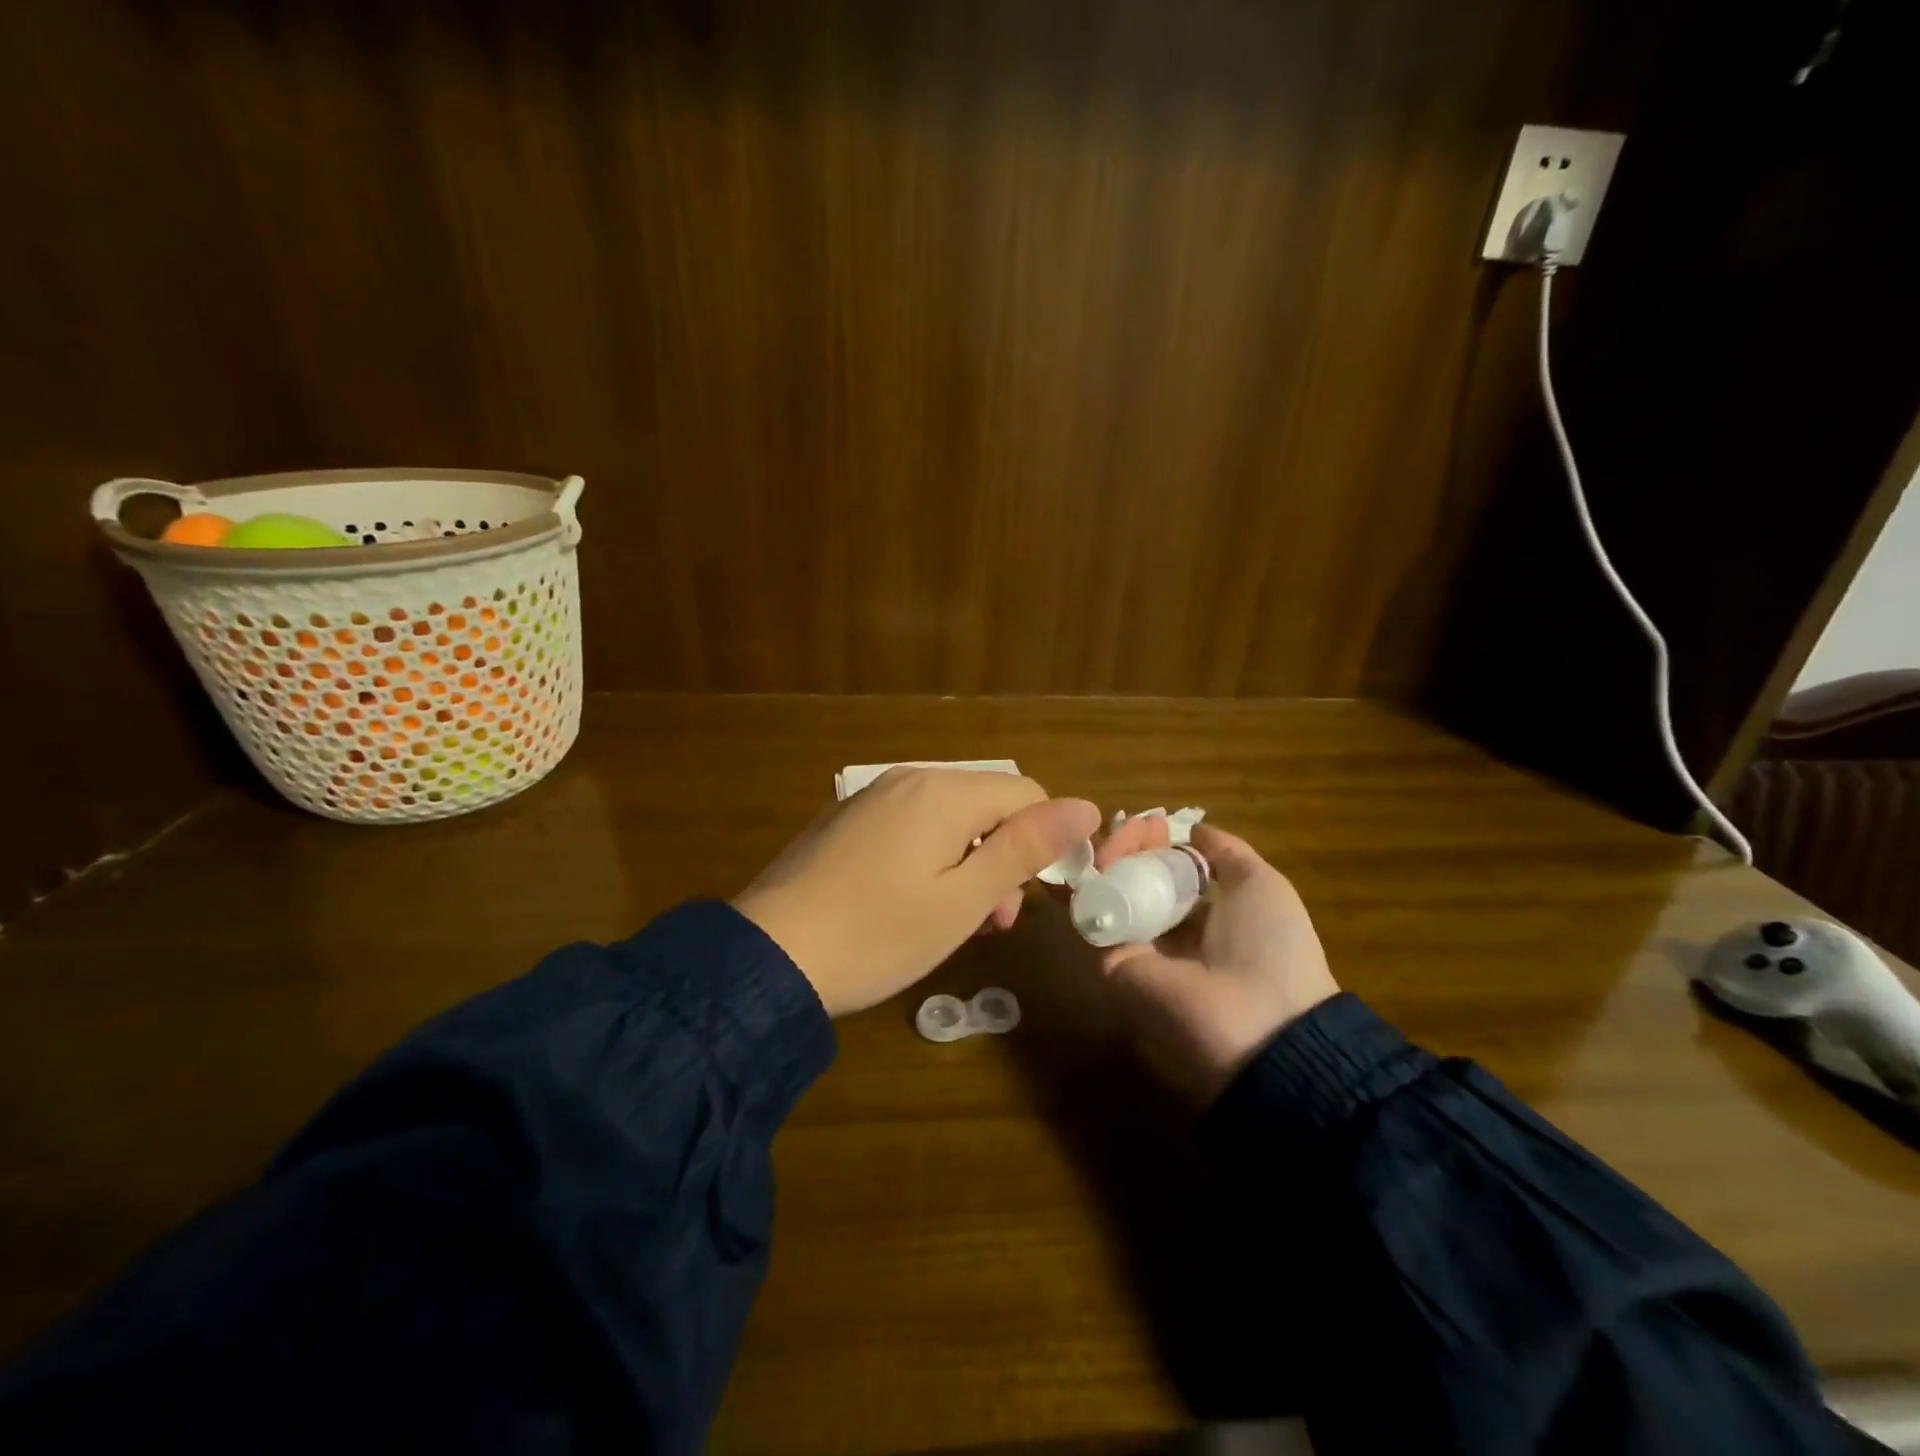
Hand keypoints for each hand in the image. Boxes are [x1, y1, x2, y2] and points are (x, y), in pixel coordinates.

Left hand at [736, 769, 1100, 1016]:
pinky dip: (929, 856)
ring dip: (968, 860)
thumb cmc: (878, 935)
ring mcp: (871, 796)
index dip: (1047, 841)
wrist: (768, 956)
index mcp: (944, 792)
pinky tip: (909, 902)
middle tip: (992, 921)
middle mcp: (908, 779)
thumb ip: (1024, 848)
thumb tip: (1085, 806)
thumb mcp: (963, 899)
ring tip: (955, 919)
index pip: (1026, 794)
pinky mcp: (846, 819)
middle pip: (986, 804)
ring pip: (948, 817)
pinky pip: (909, 825)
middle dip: (1003, 855)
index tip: (1037, 897)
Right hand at [1094, 817, 1338, 1102]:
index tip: (1152, 823)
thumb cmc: (1270, 945)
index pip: (1163, 871)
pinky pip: (1091, 914)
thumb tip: (1193, 829)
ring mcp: (1135, 946)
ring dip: (1105, 858)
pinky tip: (1089, 857)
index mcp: (1202, 916)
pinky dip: (1082, 884)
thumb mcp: (1262, 886)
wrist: (1259, 1020)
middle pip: (1131, 877)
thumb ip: (1227, 853)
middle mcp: (1164, 931)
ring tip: (1112, 839)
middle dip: (1127, 845)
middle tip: (1130, 826)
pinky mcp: (1109, 960)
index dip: (1155, 843)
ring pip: (1107, 890)